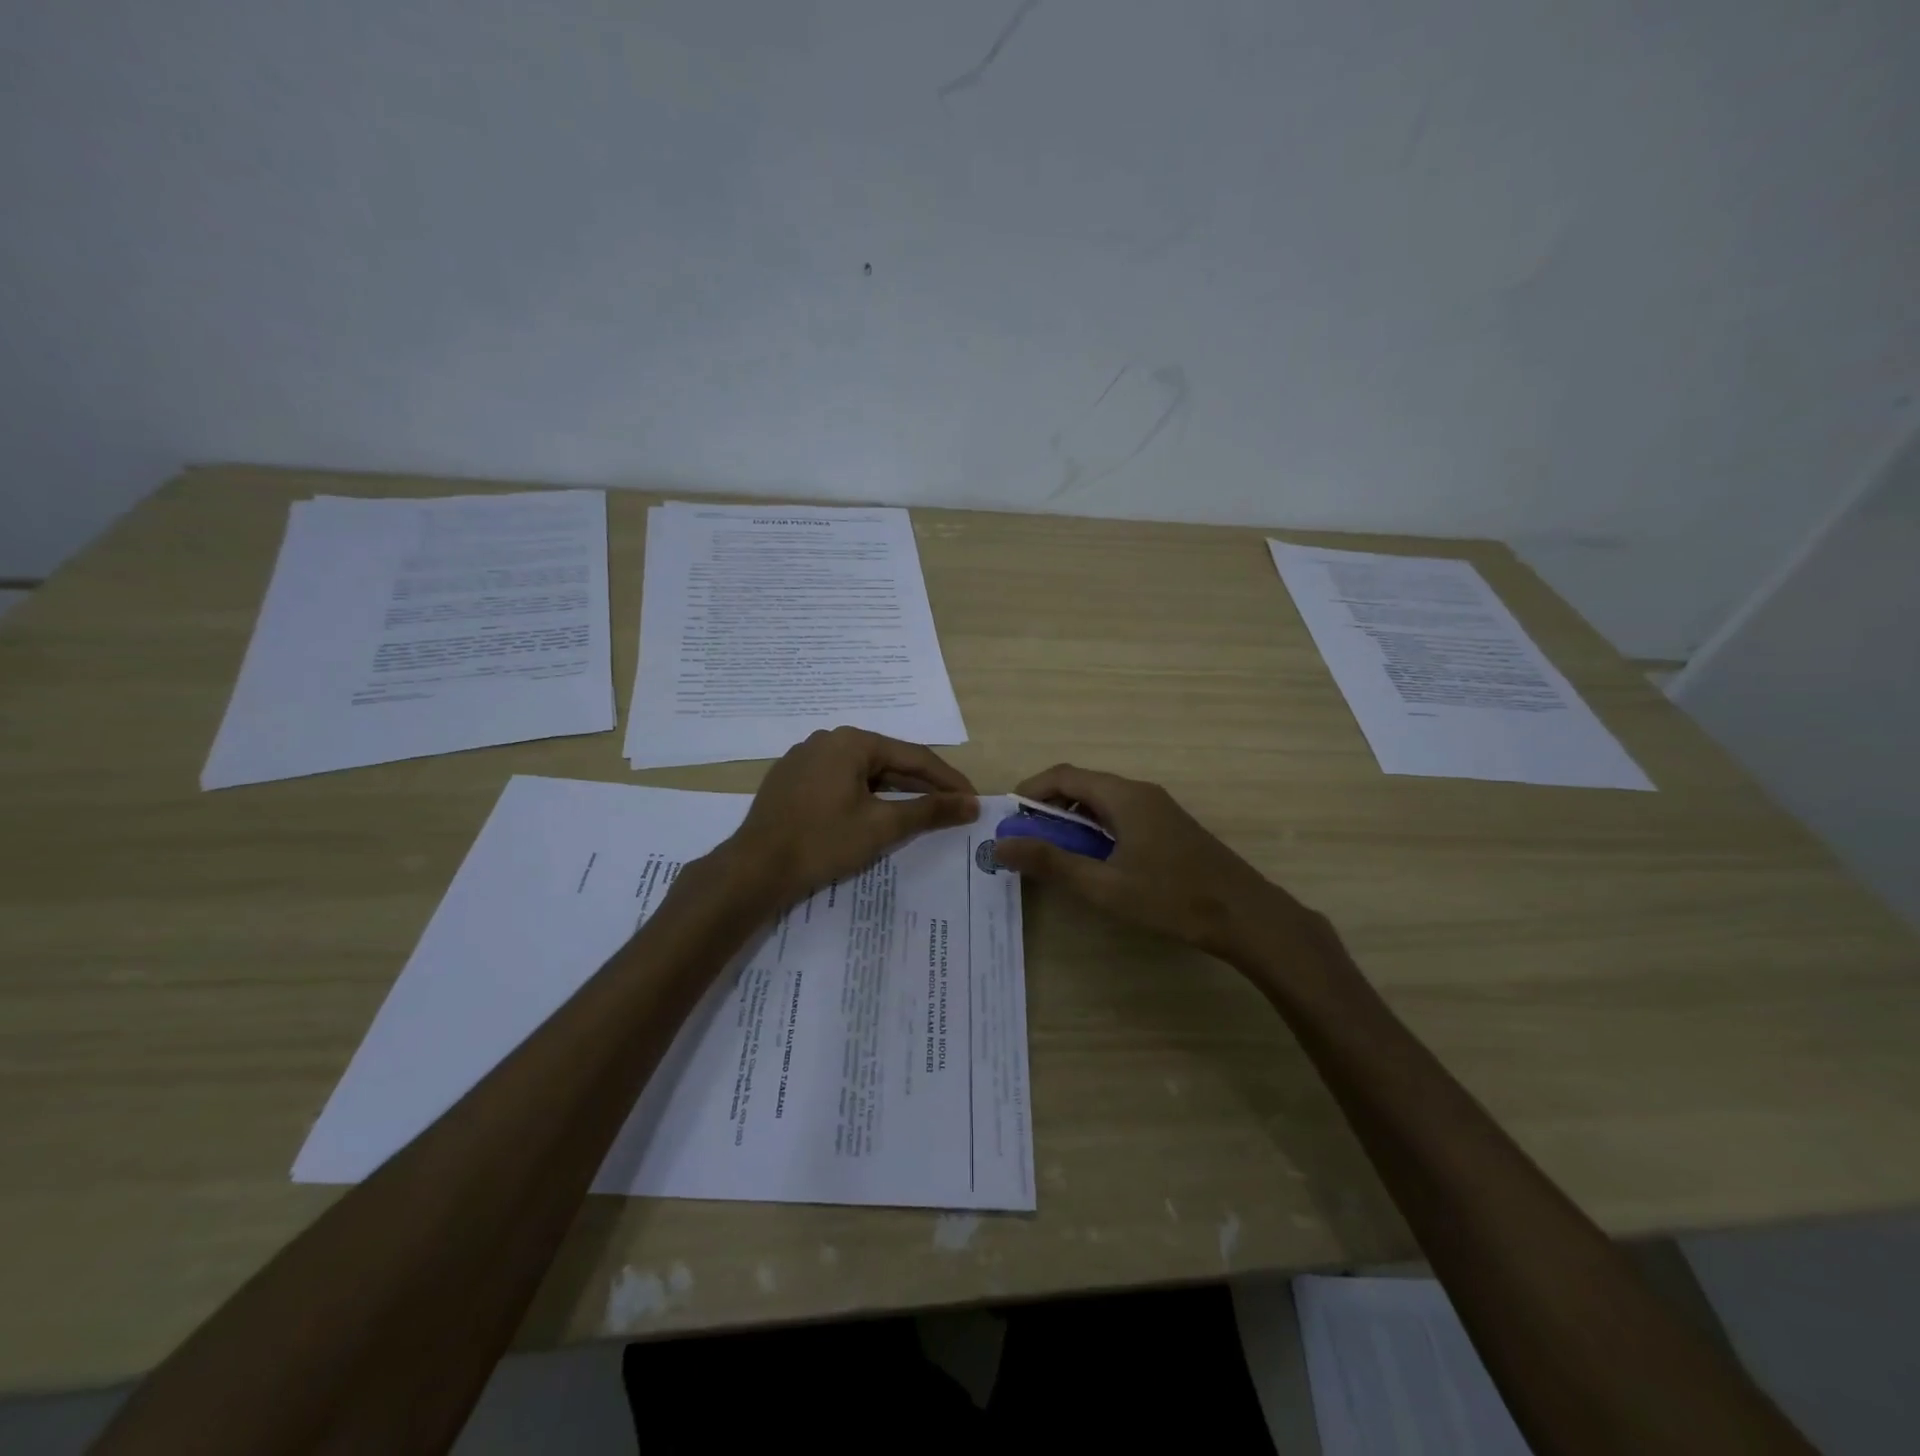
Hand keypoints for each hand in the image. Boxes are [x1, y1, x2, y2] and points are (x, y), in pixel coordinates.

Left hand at [718, 728, 977, 907]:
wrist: (754, 869)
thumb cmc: (823, 842)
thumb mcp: (882, 826)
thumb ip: (929, 810)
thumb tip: (971, 803)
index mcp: (852, 742)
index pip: (914, 756)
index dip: (947, 780)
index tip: (972, 800)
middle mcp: (827, 740)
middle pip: (887, 761)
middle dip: (921, 785)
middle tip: (951, 807)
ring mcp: (804, 758)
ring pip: (862, 773)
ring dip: (893, 792)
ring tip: (919, 813)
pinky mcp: (790, 780)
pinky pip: (838, 782)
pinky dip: (863, 797)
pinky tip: (873, 815)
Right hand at [991, 764, 1326, 963]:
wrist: (1244, 915)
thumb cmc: (1170, 897)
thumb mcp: (1103, 885)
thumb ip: (1051, 863)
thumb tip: (1001, 845)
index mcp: (1123, 795)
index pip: (1064, 775)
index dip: (1030, 790)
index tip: (1007, 818)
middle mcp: (1140, 792)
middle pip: (1082, 786)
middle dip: (1048, 809)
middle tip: (1026, 841)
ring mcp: (1158, 809)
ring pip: (1102, 803)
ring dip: (1072, 821)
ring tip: (1054, 854)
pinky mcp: (1168, 828)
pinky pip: (1120, 816)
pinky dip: (1095, 831)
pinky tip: (1094, 863)